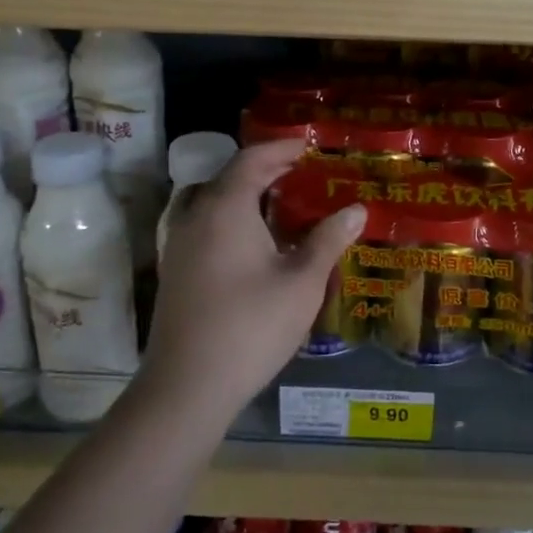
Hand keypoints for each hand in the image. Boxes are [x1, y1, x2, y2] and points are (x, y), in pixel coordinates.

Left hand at [143, 138, 364, 424]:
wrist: (187, 386)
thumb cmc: (250, 327)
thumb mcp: (301, 283)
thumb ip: (328, 240)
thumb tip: (357, 209)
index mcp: (226, 207)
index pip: (252, 159)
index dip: (282, 147)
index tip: (310, 146)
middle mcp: (196, 215)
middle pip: (230, 176)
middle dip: (267, 169)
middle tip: (303, 174)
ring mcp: (179, 243)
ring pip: (213, 200)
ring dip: (246, 194)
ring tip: (281, 204)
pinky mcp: (175, 268)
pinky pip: (205, 223)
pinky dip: (231, 217)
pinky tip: (255, 243)